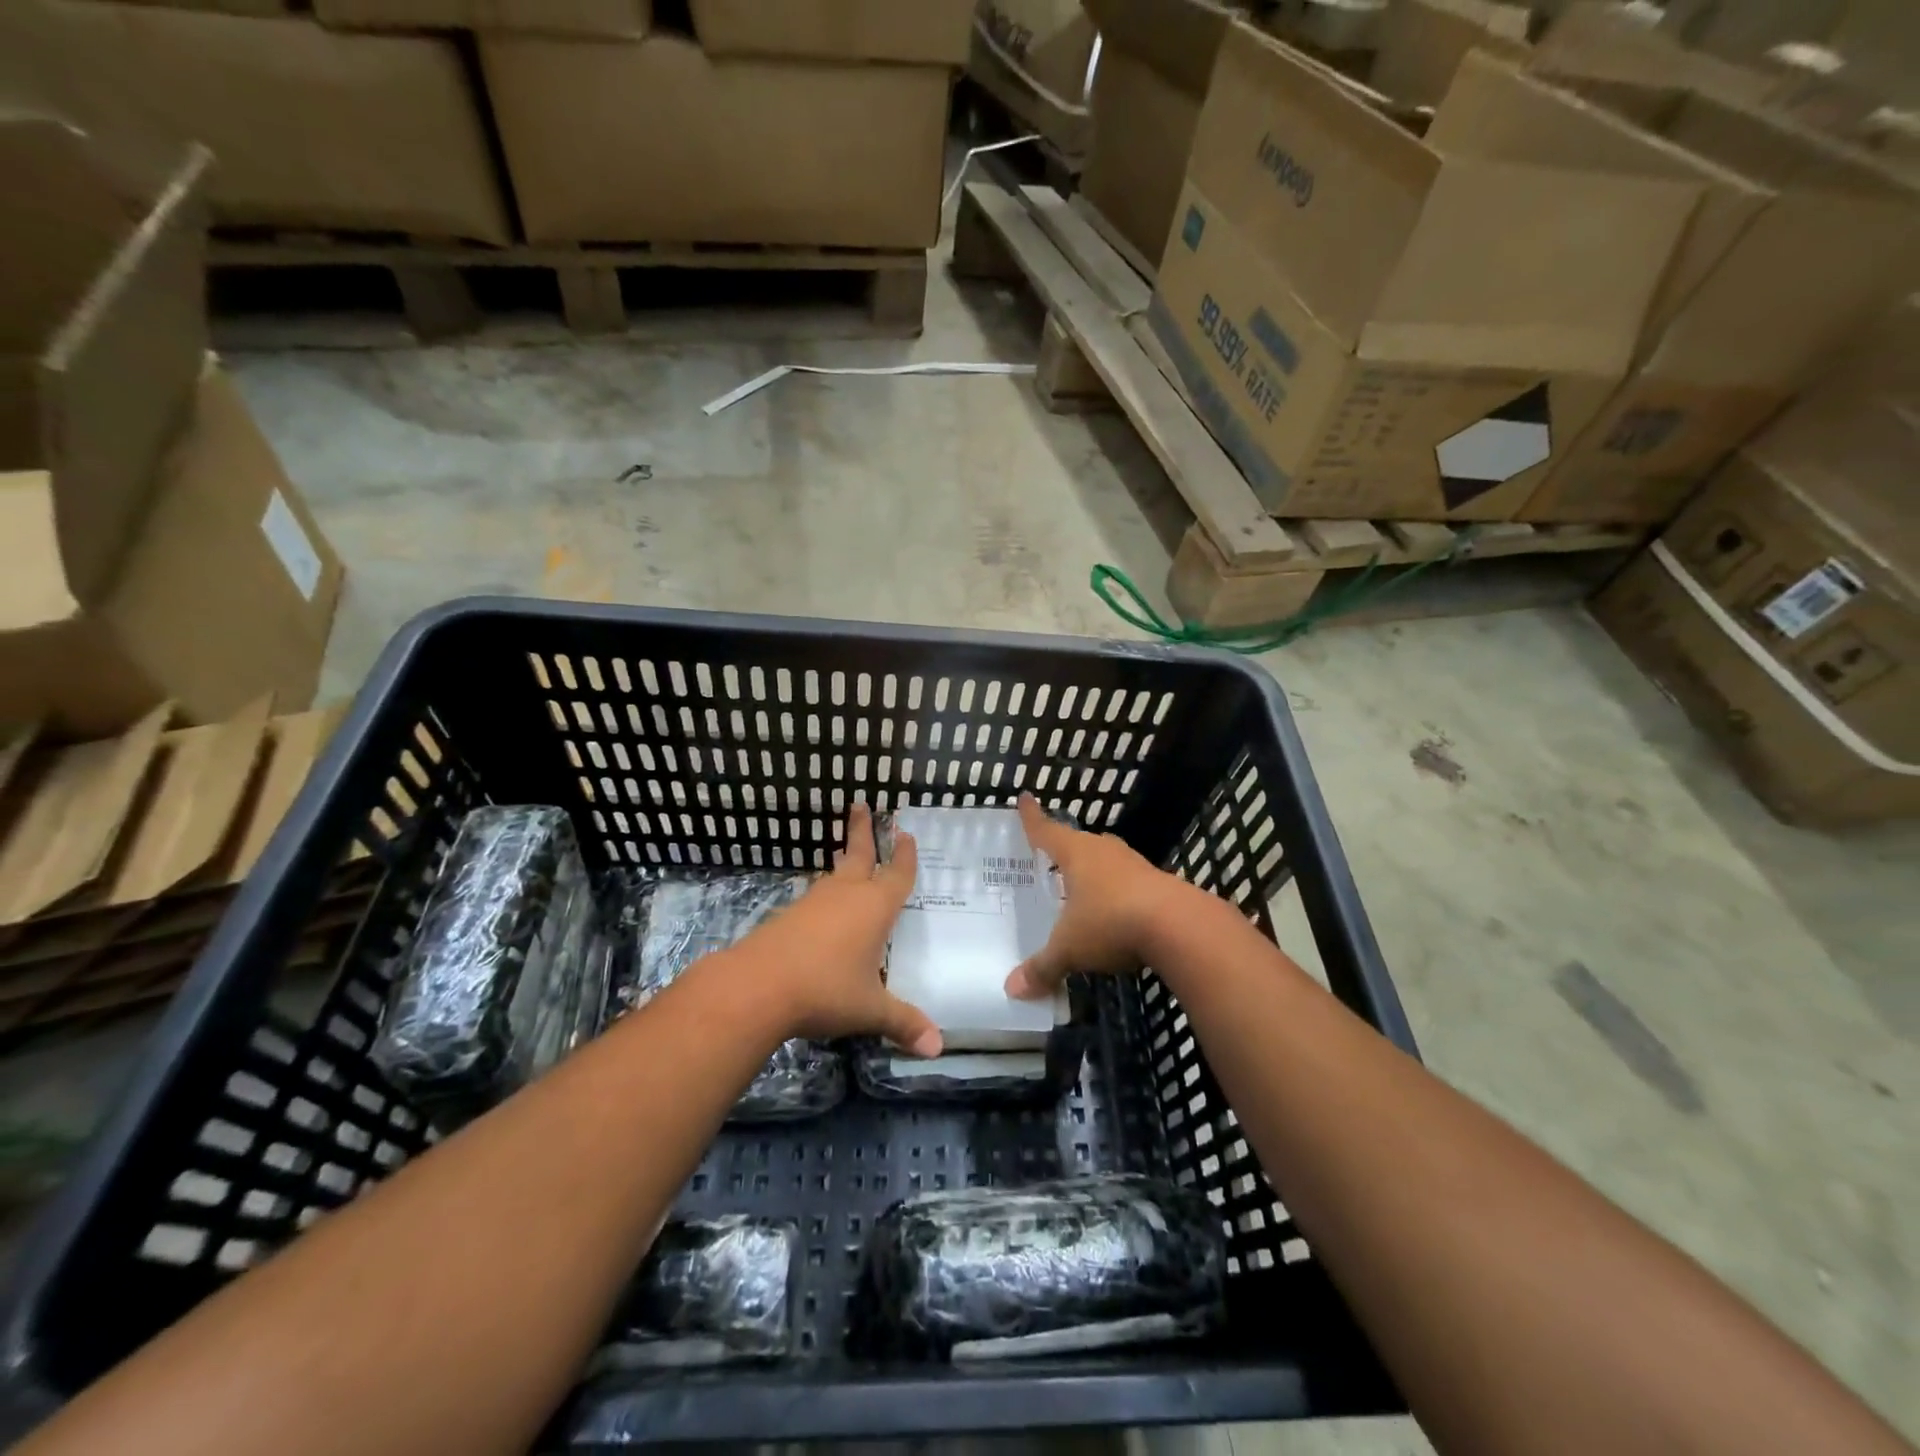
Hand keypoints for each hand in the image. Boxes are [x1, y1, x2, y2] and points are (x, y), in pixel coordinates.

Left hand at [735, 802, 940, 1057]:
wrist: (758, 986)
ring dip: (842, 860)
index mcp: (875, 908)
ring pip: (834, 874)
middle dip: (863, 831)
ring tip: (845, 852)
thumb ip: (904, 1023)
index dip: (904, 857)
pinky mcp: (788, 915)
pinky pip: (814, 896)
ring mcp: (814, 902)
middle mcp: (846, 895)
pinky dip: (824, 892)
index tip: (906, 834)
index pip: (896, 875)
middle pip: (858, 854)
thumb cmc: (826, 990)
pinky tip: (821, 905)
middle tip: (861, 805)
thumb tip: (938, 1047)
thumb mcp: (870, 1010)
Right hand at [1005, 793, 1189, 1001]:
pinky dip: (1118, 894)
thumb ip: (1043, 967)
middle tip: (1050, 858)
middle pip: (1079, 843)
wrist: (1180, 926)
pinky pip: (1129, 883)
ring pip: (1107, 861)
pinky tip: (1116, 912)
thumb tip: (1012, 989)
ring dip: (1095, 872)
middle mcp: (1105, 851)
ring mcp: (1135, 865)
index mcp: (1076, 854)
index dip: (1032, 818)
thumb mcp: (1070, 949)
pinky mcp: (1160, 884)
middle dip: (1065, 850)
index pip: (1046, 830)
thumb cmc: (1112, 923)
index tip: (1024, 798)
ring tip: (1081, 887)